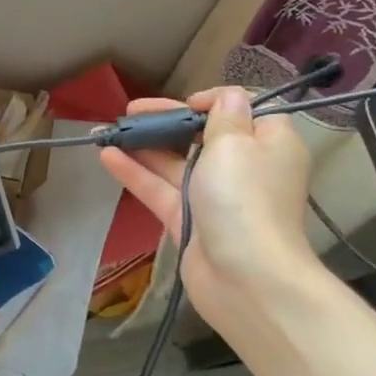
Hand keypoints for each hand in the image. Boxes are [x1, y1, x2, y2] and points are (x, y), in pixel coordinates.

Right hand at [99, 88, 319, 341]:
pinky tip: (107, 156)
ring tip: (107, 130)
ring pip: (176, 163)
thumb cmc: (244, 198)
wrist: (247, 278)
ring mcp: (215, 197)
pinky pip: (160, 189)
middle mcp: (245, 167)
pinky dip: (136, 172)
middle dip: (167, 122)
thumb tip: (228, 97)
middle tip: (132, 110)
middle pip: (202, 136)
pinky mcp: (190, 221)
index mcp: (269, 144)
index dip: (214, 102)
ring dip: (144, 145)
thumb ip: (224, 114)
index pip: (245, 111)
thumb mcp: (235, 142)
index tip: (188, 104)